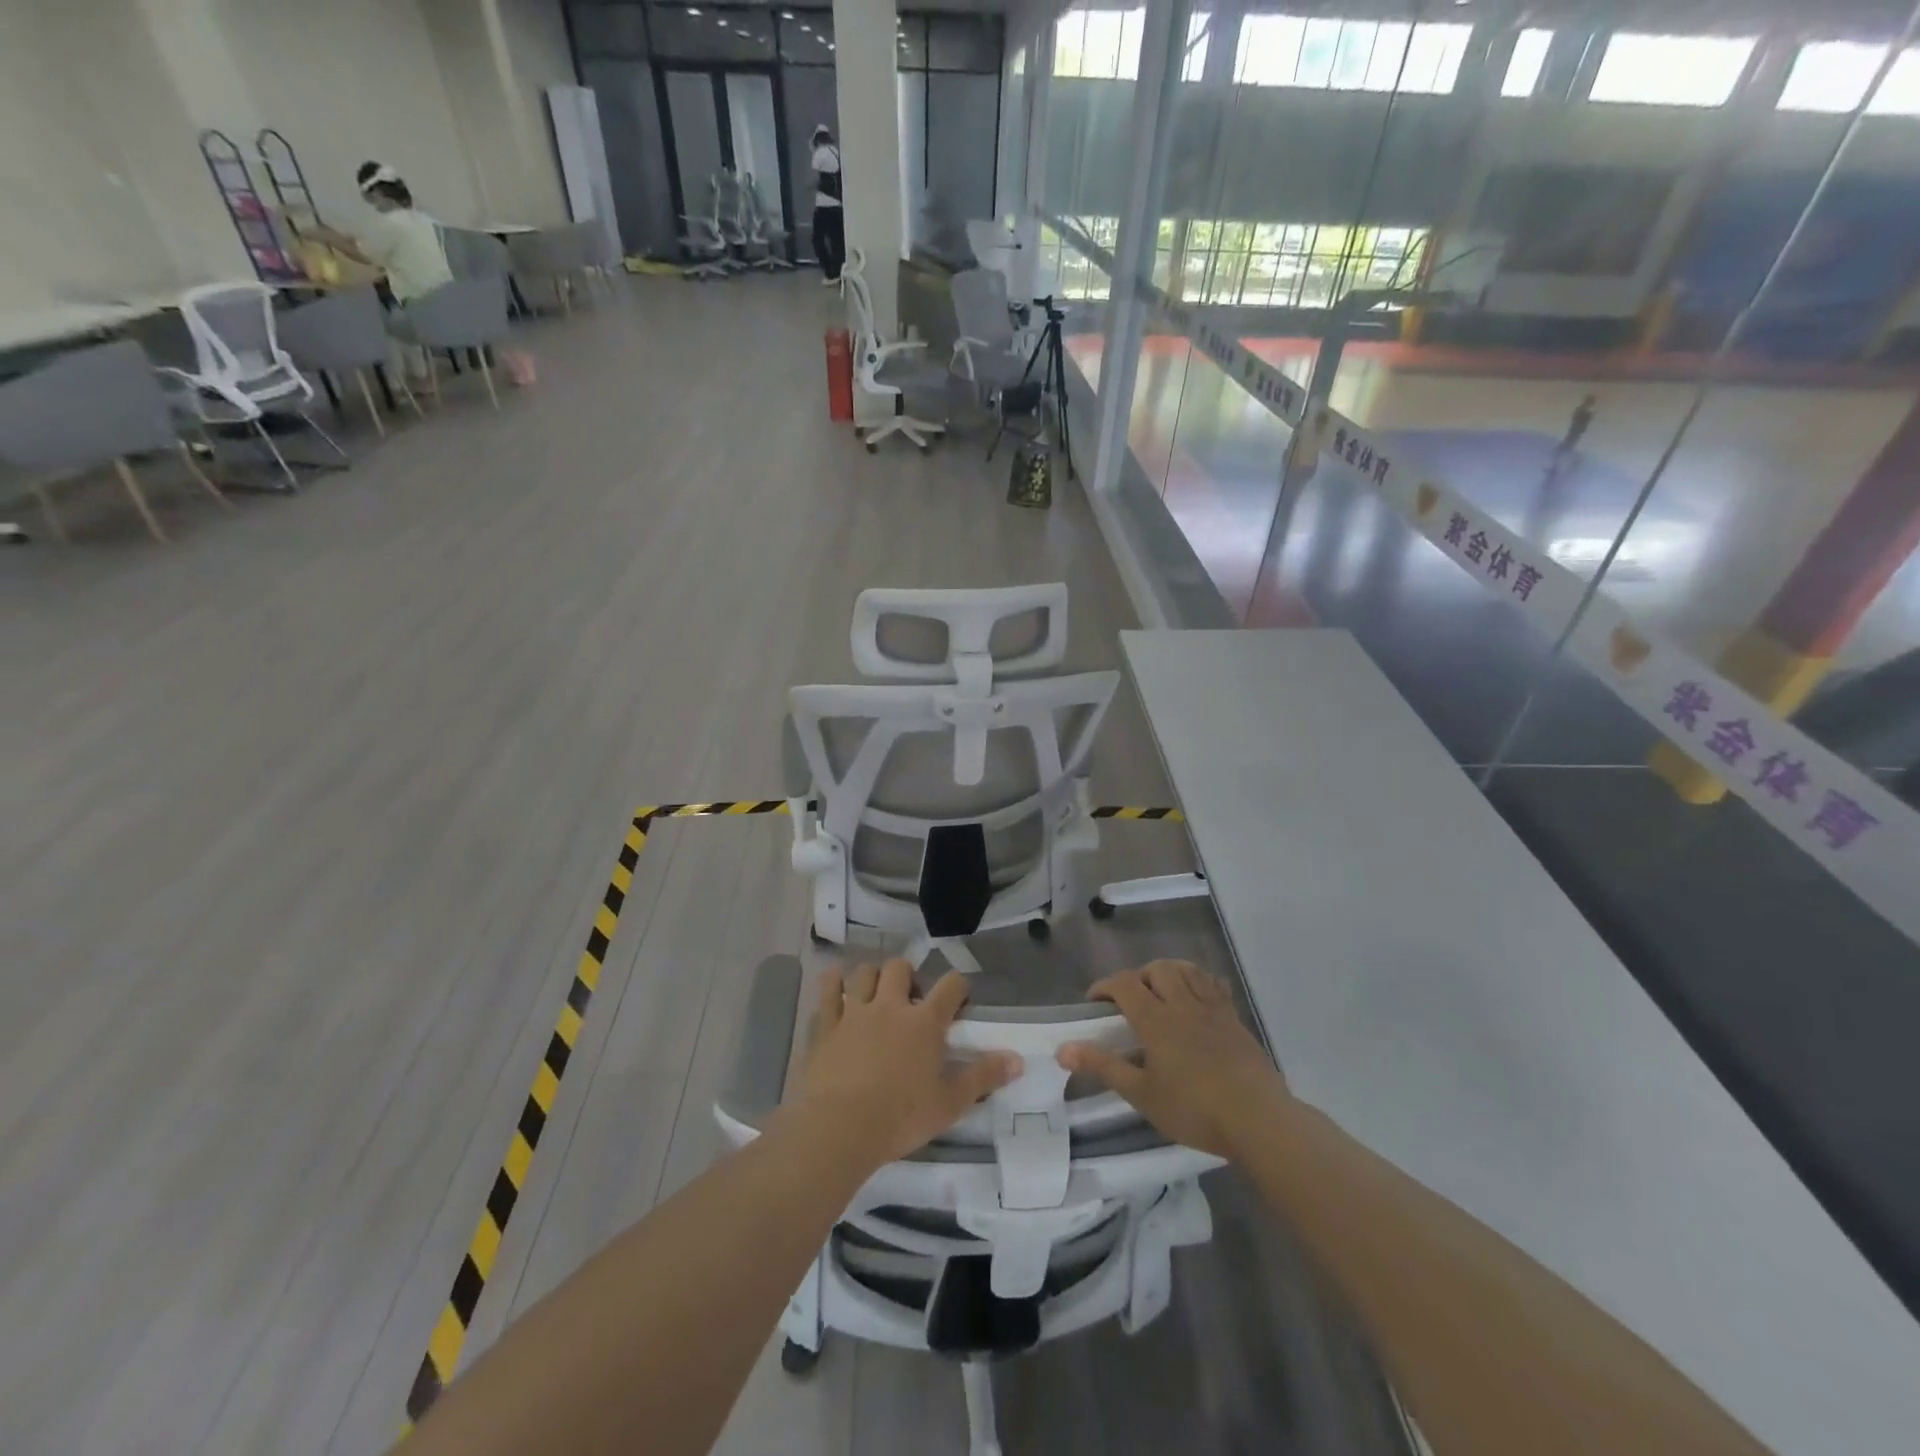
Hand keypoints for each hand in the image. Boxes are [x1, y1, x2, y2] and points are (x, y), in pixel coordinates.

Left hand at [782, 960, 1019, 1176]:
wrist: (839, 1129)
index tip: (959, 998)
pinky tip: (835, 985)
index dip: (958, 986)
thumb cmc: (900, 1118)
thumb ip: (984, 1077)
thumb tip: (1018, 1059)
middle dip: (908, 975)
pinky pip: (828, 990)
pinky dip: (833, 983)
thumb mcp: (950, 1104)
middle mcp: (890, 1006)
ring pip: (864, 972)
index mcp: (925, 1022)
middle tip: (910, 999)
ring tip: (876, 994)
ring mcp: (855, 1012)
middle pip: (900, 967)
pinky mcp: (826, 1025)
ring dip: (872, 977)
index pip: (950, 986)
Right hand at [1058, 961, 1289, 1160]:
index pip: (1124, 983)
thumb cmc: (1194, 1109)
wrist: (1258, 1119)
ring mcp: (1213, 1009)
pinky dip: (1199, 982)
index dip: (1104, 986)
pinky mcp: (1234, 1019)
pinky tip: (1196, 1000)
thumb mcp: (1141, 1094)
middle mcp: (1183, 1003)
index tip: (1094, 1003)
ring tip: (1161, 994)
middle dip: (1138, 977)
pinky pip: (1214, 985)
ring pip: (1187, 970)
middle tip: (1131, 1002)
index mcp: (1156, 1019)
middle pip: (1157, 968)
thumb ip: (1103, 1067)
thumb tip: (1062, 1049)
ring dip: (1169, 973)